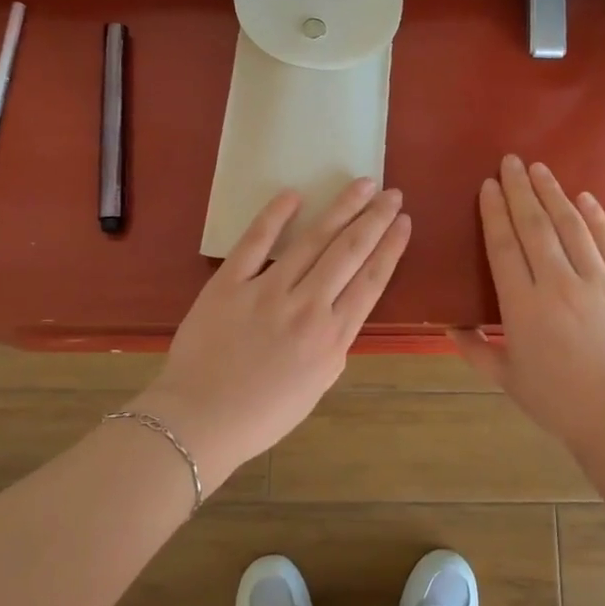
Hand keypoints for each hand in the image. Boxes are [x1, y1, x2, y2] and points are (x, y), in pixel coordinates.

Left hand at [136, 178, 410, 491]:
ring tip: (361, 184)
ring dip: (341, 208)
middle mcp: (308, 308)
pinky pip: (255, 242)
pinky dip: (275, 216)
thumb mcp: (318, 384)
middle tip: (392, 193)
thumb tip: (341, 307)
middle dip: (374, 218)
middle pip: (350, 252)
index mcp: (332, 337)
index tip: (403, 222)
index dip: (390, 247)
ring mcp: (267, 291)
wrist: (201, 421)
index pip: (371, 280)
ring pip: (313, 240)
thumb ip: (335, 342)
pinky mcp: (229, 283)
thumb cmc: (263, 414)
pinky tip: (294, 195)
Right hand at [454, 155, 604, 453]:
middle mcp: (560, 285)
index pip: (504, 247)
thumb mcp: (508, 381)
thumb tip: (449, 325)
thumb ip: (475, 350)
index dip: (494, 213)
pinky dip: (597, 218)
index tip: (488, 186)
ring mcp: (600, 283)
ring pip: (571, 227)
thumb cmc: (561, 405)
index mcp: (524, 308)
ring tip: (540, 169)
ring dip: (554, 194)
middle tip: (510, 161)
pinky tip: (585, 198)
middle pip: (535, 227)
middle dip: (520, 190)